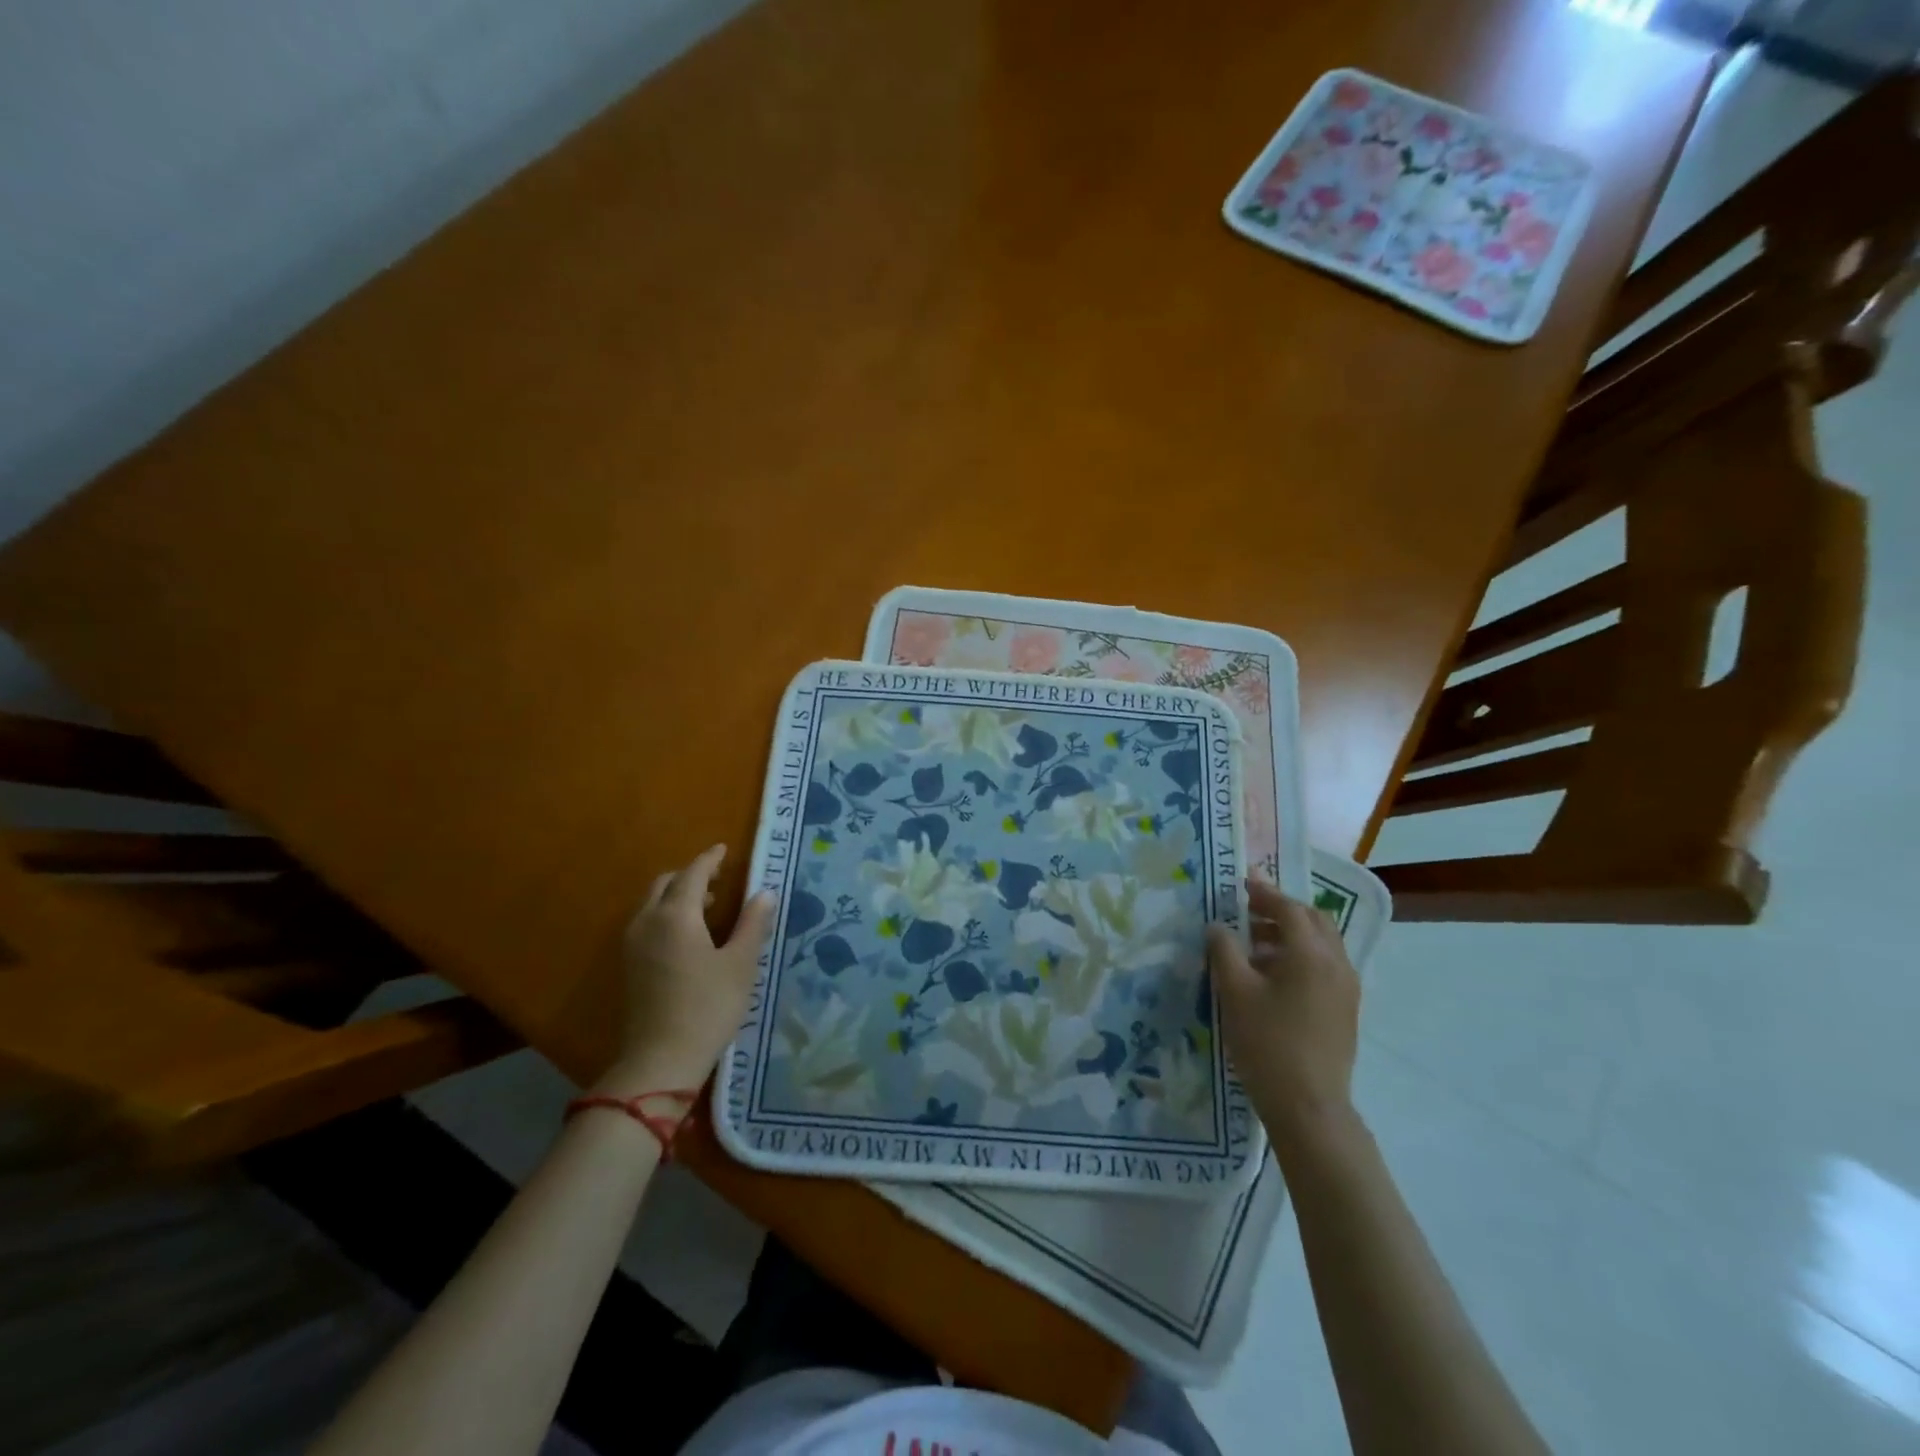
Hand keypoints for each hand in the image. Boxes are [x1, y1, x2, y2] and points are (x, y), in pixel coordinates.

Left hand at [599, 845, 775, 1093]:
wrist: (660, 1060)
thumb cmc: (708, 1007)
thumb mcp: (740, 964)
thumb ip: (753, 924)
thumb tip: (764, 893)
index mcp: (676, 915)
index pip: (693, 874)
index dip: (710, 859)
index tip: (724, 849)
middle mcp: (648, 921)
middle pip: (666, 883)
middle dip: (691, 875)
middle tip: (719, 878)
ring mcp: (633, 944)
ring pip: (653, 903)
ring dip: (678, 895)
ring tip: (710, 905)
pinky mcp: (629, 965)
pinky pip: (647, 922)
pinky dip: (667, 913)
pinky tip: (690, 934)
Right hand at [1206, 876, 1360, 1149]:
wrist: (1309, 1106)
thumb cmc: (1267, 1043)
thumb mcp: (1235, 991)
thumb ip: (1224, 950)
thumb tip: (1218, 926)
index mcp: (1311, 953)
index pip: (1289, 908)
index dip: (1264, 892)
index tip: (1242, 882)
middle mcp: (1336, 963)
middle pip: (1313, 921)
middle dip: (1282, 910)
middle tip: (1249, 910)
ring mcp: (1346, 988)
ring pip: (1322, 944)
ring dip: (1290, 934)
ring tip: (1254, 944)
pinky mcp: (1345, 1010)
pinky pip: (1325, 966)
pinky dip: (1300, 956)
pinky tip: (1273, 976)